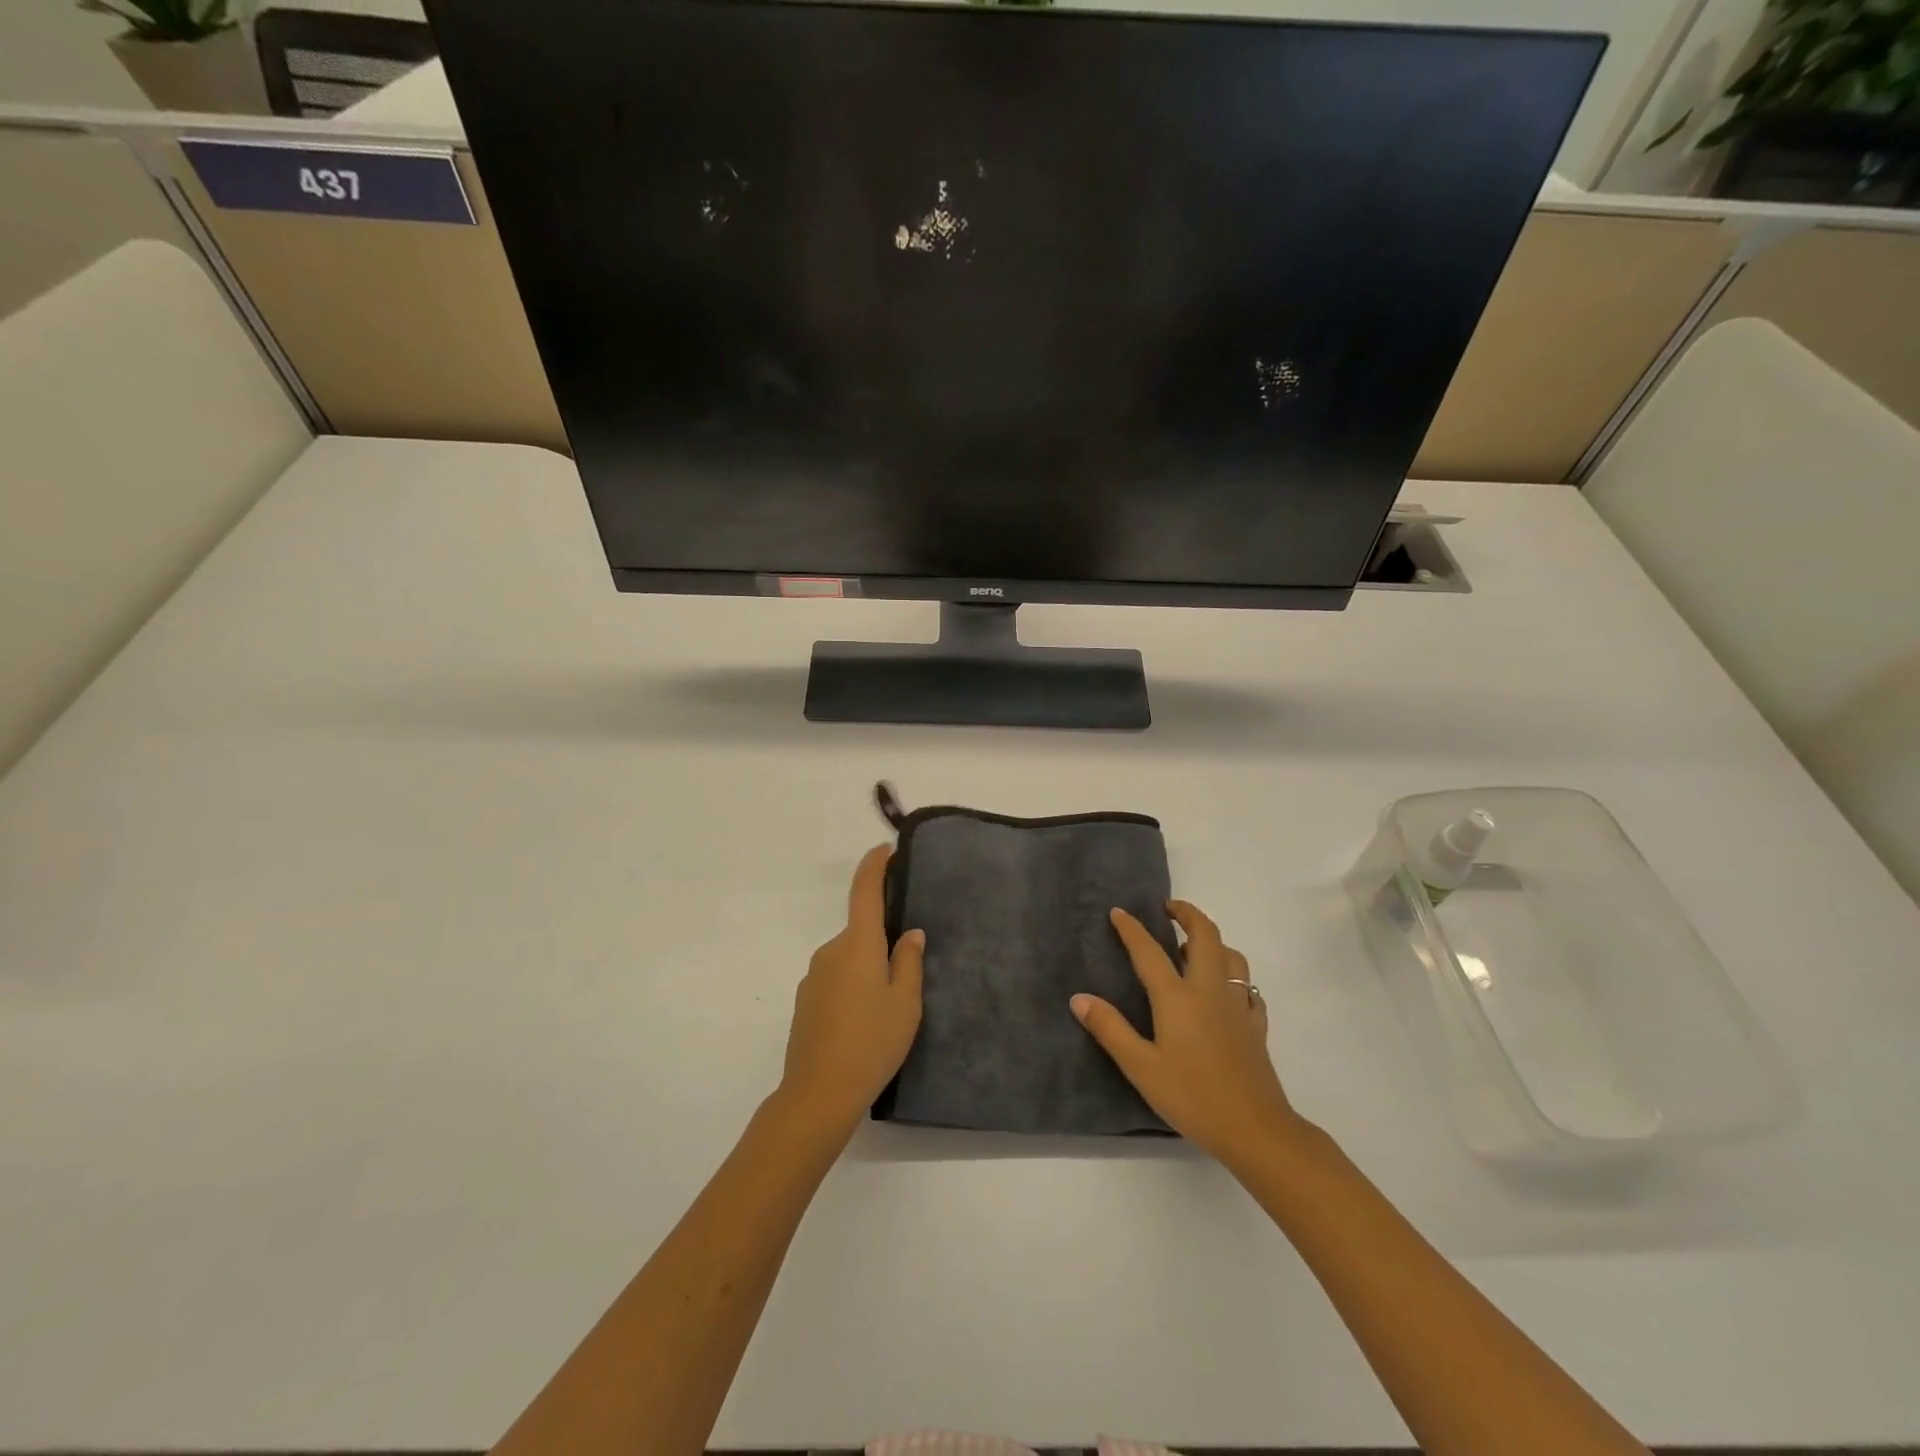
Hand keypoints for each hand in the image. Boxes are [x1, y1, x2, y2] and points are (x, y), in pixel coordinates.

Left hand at [778, 844, 924, 1139]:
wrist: (818, 1093)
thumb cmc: (872, 1043)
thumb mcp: (906, 1003)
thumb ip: (909, 962)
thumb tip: (910, 934)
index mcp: (858, 945)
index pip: (864, 892)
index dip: (874, 866)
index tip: (885, 851)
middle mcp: (831, 952)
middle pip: (860, 932)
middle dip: (882, 943)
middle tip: (908, 976)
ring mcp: (813, 977)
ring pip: (849, 960)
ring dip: (867, 970)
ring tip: (888, 1010)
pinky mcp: (805, 1002)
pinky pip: (835, 981)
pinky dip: (852, 989)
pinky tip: (864, 1024)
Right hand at [1073, 902, 1304, 1169]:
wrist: (1256, 1130)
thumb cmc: (1192, 1097)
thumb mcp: (1141, 1067)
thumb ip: (1110, 1029)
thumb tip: (1079, 997)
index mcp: (1177, 997)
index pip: (1149, 951)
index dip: (1132, 928)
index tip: (1118, 912)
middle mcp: (1209, 990)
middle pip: (1205, 935)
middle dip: (1187, 914)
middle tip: (1168, 909)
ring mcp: (1238, 1006)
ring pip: (1232, 957)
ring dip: (1213, 942)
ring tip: (1193, 949)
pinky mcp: (1256, 1026)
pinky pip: (1248, 989)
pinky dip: (1234, 979)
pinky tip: (1226, 993)